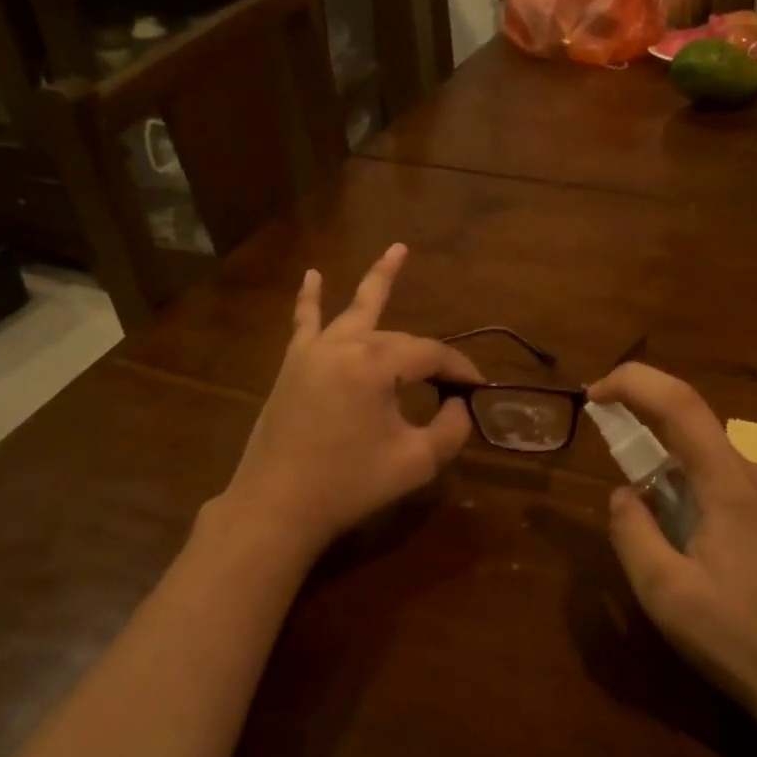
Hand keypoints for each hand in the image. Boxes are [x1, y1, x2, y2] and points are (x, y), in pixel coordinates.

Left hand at [219, 244, 483, 557]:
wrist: (275, 507)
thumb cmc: (348, 486)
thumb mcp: (416, 462)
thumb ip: (451, 429)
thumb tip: (458, 405)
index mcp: (375, 364)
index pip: (431, 355)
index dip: (460, 370)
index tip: (480, 389)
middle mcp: (344, 345)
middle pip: (399, 338)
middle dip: (429, 355)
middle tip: (454, 380)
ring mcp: (313, 351)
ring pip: (354, 310)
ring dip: (378, 280)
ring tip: (398, 249)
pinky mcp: (293, 366)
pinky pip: (304, 323)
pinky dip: (309, 299)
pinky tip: (311, 276)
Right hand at [587, 363, 756, 720]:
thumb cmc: (742, 641)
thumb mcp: (665, 594)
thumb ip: (632, 532)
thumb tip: (624, 494)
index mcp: (733, 485)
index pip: (680, 404)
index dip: (633, 383)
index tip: (595, 395)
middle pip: (696, 441)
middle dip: (651, 456)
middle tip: (631, 508)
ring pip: (717, 472)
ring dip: (681, 491)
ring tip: (675, 554)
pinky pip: (740, 495)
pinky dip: (708, 506)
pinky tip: (712, 564)